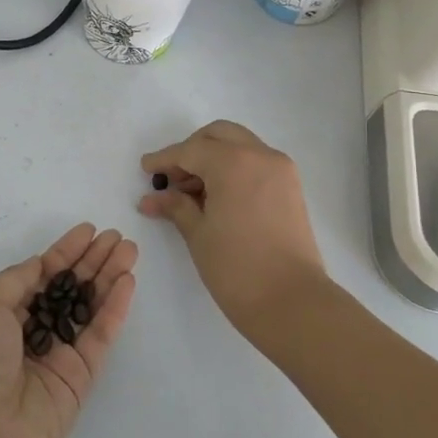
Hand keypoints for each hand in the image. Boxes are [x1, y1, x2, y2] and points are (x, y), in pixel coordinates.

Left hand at [0, 224, 137, 437]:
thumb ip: (17, 280)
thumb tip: (41, 265)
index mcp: (2, 312)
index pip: (41, 274)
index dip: (65, 251)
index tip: (89, 230)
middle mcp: (32, 329)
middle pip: (70, 286)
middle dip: (92, 260)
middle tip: (117, 237)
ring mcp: (59, 352)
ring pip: (90, 306)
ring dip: (109, 277)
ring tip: (130, 250)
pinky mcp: (81, 374)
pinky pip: (100, 334)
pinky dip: (115, 308)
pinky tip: (127, 281)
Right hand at [138, 120, 325, 342]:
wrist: (292, 302)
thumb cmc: (236, 267)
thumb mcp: (198, 234)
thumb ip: (175, 206)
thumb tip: (152, 198)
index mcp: (233, 162)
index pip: (190, 150)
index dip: (164, 159)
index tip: (145, 169)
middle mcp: (260, 155)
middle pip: (218, 135)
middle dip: (192, 150)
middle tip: (172, 178)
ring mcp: (280, 170)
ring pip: (240, 146)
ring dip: (214, 158)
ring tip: (192, 193)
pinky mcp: (291, 187)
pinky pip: (256, 163)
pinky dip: (234, 168)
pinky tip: (217, 197)